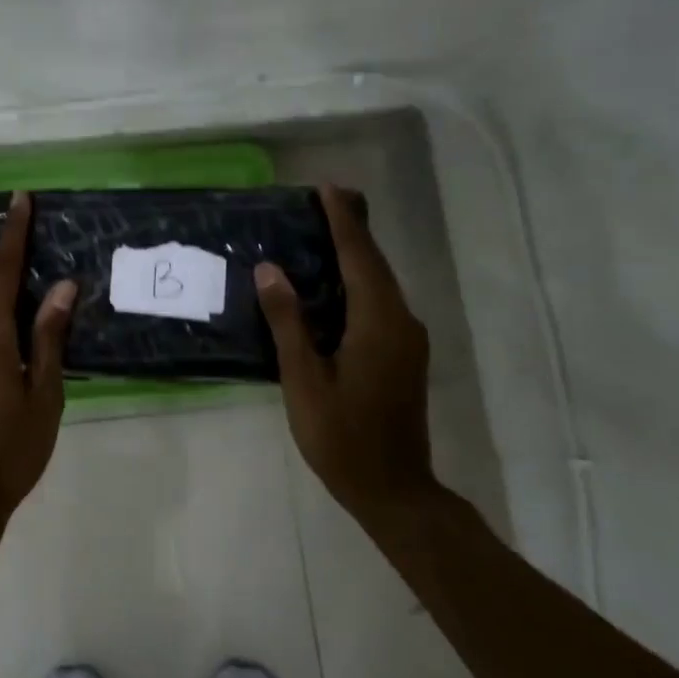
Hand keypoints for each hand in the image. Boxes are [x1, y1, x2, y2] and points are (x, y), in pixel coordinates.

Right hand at [255, 183, 433, 515]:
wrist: (393, 489)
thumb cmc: (341, 436)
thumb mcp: (304, 379)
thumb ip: (289, 322)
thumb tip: (270, 271)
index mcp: (379, 323)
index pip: (359, 258)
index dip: (343, 221)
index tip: (327, 188)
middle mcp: (402, 322)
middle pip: (376, 264)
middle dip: (352, 230)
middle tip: (325, 199)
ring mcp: (408, 340)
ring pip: (380, 284)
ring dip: (356, 255)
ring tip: (326, 231)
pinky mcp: (404, 355)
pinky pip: (380, 304)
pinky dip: (359, 282)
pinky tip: (335, 283)